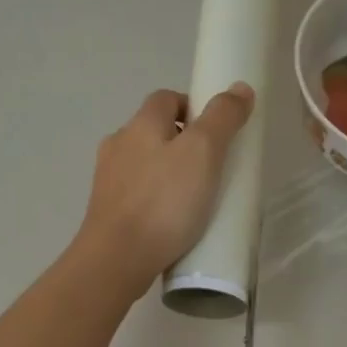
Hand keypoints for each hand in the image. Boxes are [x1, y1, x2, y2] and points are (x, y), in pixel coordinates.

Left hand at [75, 85, 254, 296]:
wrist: (117, 259)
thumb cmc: (163, 201)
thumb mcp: (203, 152)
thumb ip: (223, 118)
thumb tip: (240, 88)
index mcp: (140, 124)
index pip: (167, 98)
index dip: (193, 107)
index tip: (217, 133)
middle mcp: (118, 145)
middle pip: (155, 132)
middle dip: (183, 143)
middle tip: (212, 169)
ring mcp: (108, 181)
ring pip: (145, 165)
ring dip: (168, 174)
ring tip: (195, 200)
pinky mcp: (106, 212)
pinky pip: (138, 196)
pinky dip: (156, 201)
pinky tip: (172, 223)